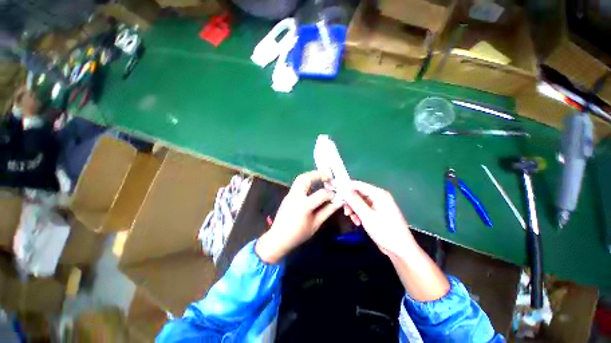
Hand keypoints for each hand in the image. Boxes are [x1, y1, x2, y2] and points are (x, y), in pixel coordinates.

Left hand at [256, 171, 341, 263]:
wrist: (278, 238)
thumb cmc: (298, 234)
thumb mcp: (316, 224)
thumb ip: (328, 211)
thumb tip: (339, 202)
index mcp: (304, 205)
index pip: (321, 193)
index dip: (331, 194)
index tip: (336, 196)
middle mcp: (296, 195)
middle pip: (307, 177)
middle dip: (319, 175)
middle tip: (329, 178)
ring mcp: (290, 193)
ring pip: (301, 177)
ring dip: (312, 175)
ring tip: (322, 179)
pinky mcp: (288, 194)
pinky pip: (298, 183)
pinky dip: (307, 180)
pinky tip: (313, 186)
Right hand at [344, 181, 415, 256]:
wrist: (400, 250)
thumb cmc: (385, 231)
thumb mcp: (367, 216)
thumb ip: (355, 201)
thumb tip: (344, 189)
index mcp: (378, 194)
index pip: (358, 184)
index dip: (346, 187)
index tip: (336, 194)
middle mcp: (378, 196)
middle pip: (358, 193)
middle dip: (350, 202)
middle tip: (345, 211)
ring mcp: (377, 205)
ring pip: (359, 202)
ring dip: (353, 209)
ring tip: (353, 219)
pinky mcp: (376, 212)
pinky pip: (363, 208)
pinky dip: (358, 214)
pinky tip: (358, 222)